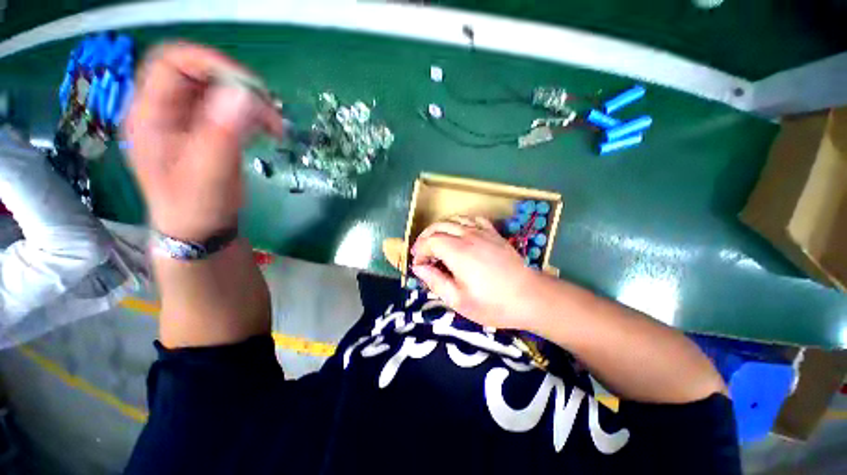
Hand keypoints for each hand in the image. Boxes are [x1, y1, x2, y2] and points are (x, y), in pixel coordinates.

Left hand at [123, 42, 282, 241]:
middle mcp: (165, 109)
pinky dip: (253, 114)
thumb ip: (221, 134)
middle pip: (200, 73)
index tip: (250, 88)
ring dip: (251, 102)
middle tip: (269, 110)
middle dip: (239, 86)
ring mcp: (186, 119)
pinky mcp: (206, 129)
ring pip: (219, 89)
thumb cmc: (195, 207)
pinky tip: (268, 131)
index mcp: (150, 113)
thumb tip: (244, 95)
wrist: (199, 229)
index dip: (210, 64)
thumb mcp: (208, 174)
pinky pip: (230, 107)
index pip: (173, 62)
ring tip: (274, 126)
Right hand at [411, 217, 540, 329]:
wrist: (530, 297)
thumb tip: (419, 268)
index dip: (420, 251)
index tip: (418, 265)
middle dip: (425, 237)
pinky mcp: (493, 234)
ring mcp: (482, 232)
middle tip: (422, 253)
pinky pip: (473, 220)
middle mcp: (467, 236)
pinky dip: (461, 223)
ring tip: (436, 242)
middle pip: (439, 226)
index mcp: (457, 251)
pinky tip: (460, 233)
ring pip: (454, 220)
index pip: (429, 241)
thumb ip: (435, 281)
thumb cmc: (492, 303)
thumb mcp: (458, 300)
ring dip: (440, 228)